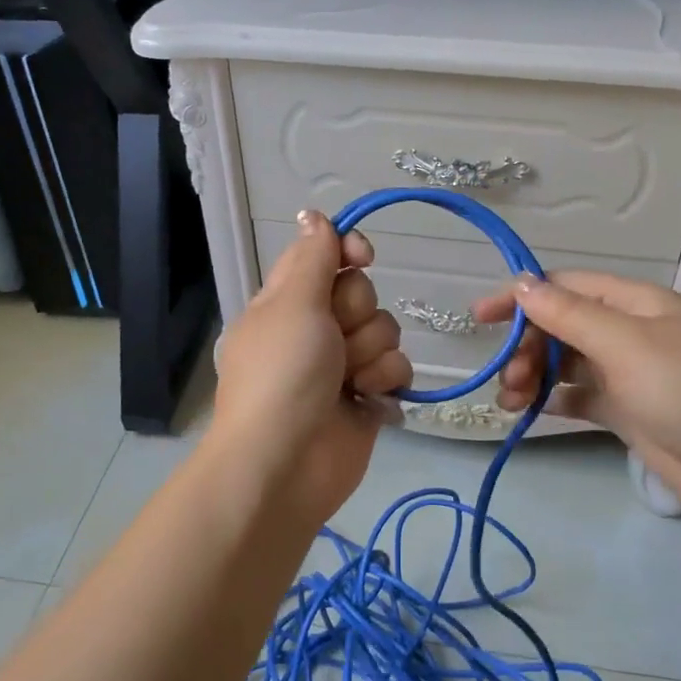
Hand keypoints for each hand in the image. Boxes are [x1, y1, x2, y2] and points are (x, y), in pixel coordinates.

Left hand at [209, 211, 412, 527]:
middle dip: (357, 315)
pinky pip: (397, 369)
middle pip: (362, 292)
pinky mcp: (368, 397)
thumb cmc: (283, 375)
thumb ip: (313, 257)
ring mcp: (343, 364)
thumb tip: (314, 215)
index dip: (348, 250)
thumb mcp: (291, 304)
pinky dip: (385, 383)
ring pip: (386, 330)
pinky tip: (367, 402)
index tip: (363, 257)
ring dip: (371, 354)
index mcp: (287, 301)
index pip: (325, 254)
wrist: (286, 465)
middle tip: (333, 341)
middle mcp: (315, 328)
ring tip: (348, 382)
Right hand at [471, 272, 680, 526]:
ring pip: (566, 362)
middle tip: (509, 379)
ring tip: (512, 402)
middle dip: (528, 347)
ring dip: (534, 375)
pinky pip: (579, 395)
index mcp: (635, 303)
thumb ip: (570, 315)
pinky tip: (531, 410)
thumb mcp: (626, 345)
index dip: (521, 297)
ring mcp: (629, 372)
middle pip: (562, 326)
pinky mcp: (627, 410)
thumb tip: (522, 284)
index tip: (480, 318)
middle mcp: (630, 331)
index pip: (566, 287)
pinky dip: (554, 398)